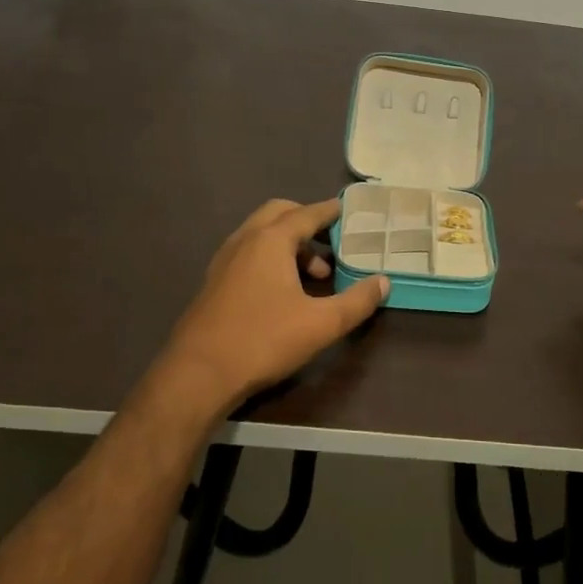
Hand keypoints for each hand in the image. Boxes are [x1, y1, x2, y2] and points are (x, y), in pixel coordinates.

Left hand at [161, 197, 389, 410]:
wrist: (198, 373)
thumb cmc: (263, 340)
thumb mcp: (321, 324)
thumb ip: (357, 301)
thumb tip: (383, 282)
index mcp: (270, 240)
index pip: (307, 213)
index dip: (330, 211)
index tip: (348, 210)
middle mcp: (245, 241)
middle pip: (279, 214)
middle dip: (306, 222)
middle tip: (331, 243)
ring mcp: (224, 261)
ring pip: (261, 234)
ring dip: (289, 243)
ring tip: (313, 275)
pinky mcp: (214, 282)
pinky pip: (248, 253)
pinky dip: (270, 257)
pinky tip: (283, 291)